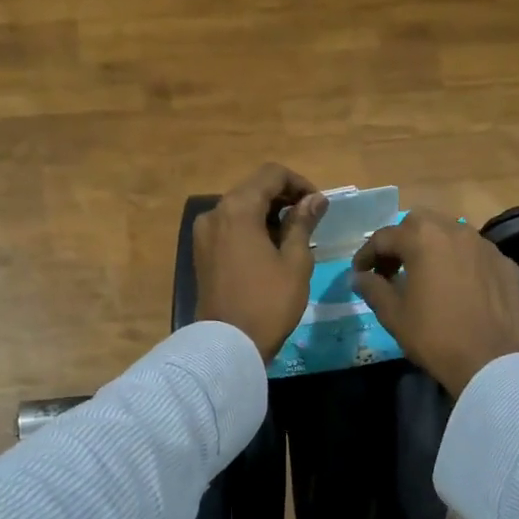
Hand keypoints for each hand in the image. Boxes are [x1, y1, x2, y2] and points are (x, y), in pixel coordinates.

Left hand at [194, 165, 328, 361]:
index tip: (318, 205)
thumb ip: (303, 223)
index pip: (272, 174)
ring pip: (240, 208)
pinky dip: (250, 229)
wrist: (227, 345)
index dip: (299, 183)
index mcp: (238, 208)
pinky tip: (269, 249)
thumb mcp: (295, 261)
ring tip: (292, 237)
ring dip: (267, 214)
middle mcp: (214, 212)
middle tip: (309, 220)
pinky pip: (229, 228)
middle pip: (253, 188)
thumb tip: (315, 199)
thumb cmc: (268, 302)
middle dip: (283, 197)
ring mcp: (203, 233)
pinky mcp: (201, 252)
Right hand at [351, 210, 518, 395]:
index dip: (366, 255)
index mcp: (423, 239)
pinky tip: (457, 287)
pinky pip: (475, 254)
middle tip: (391, 269)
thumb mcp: (393, 315)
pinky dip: (459, 262)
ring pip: (451, 233)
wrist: (491, 361)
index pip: (385, 237)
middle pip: (420, 224)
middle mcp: (456, 231)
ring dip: (432, 247)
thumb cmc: (434, 336)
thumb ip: (373, 288)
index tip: (359, 273)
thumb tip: (359, 277)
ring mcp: (485, 245)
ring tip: (424, 275)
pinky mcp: (505, 263)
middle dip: (401, 241)